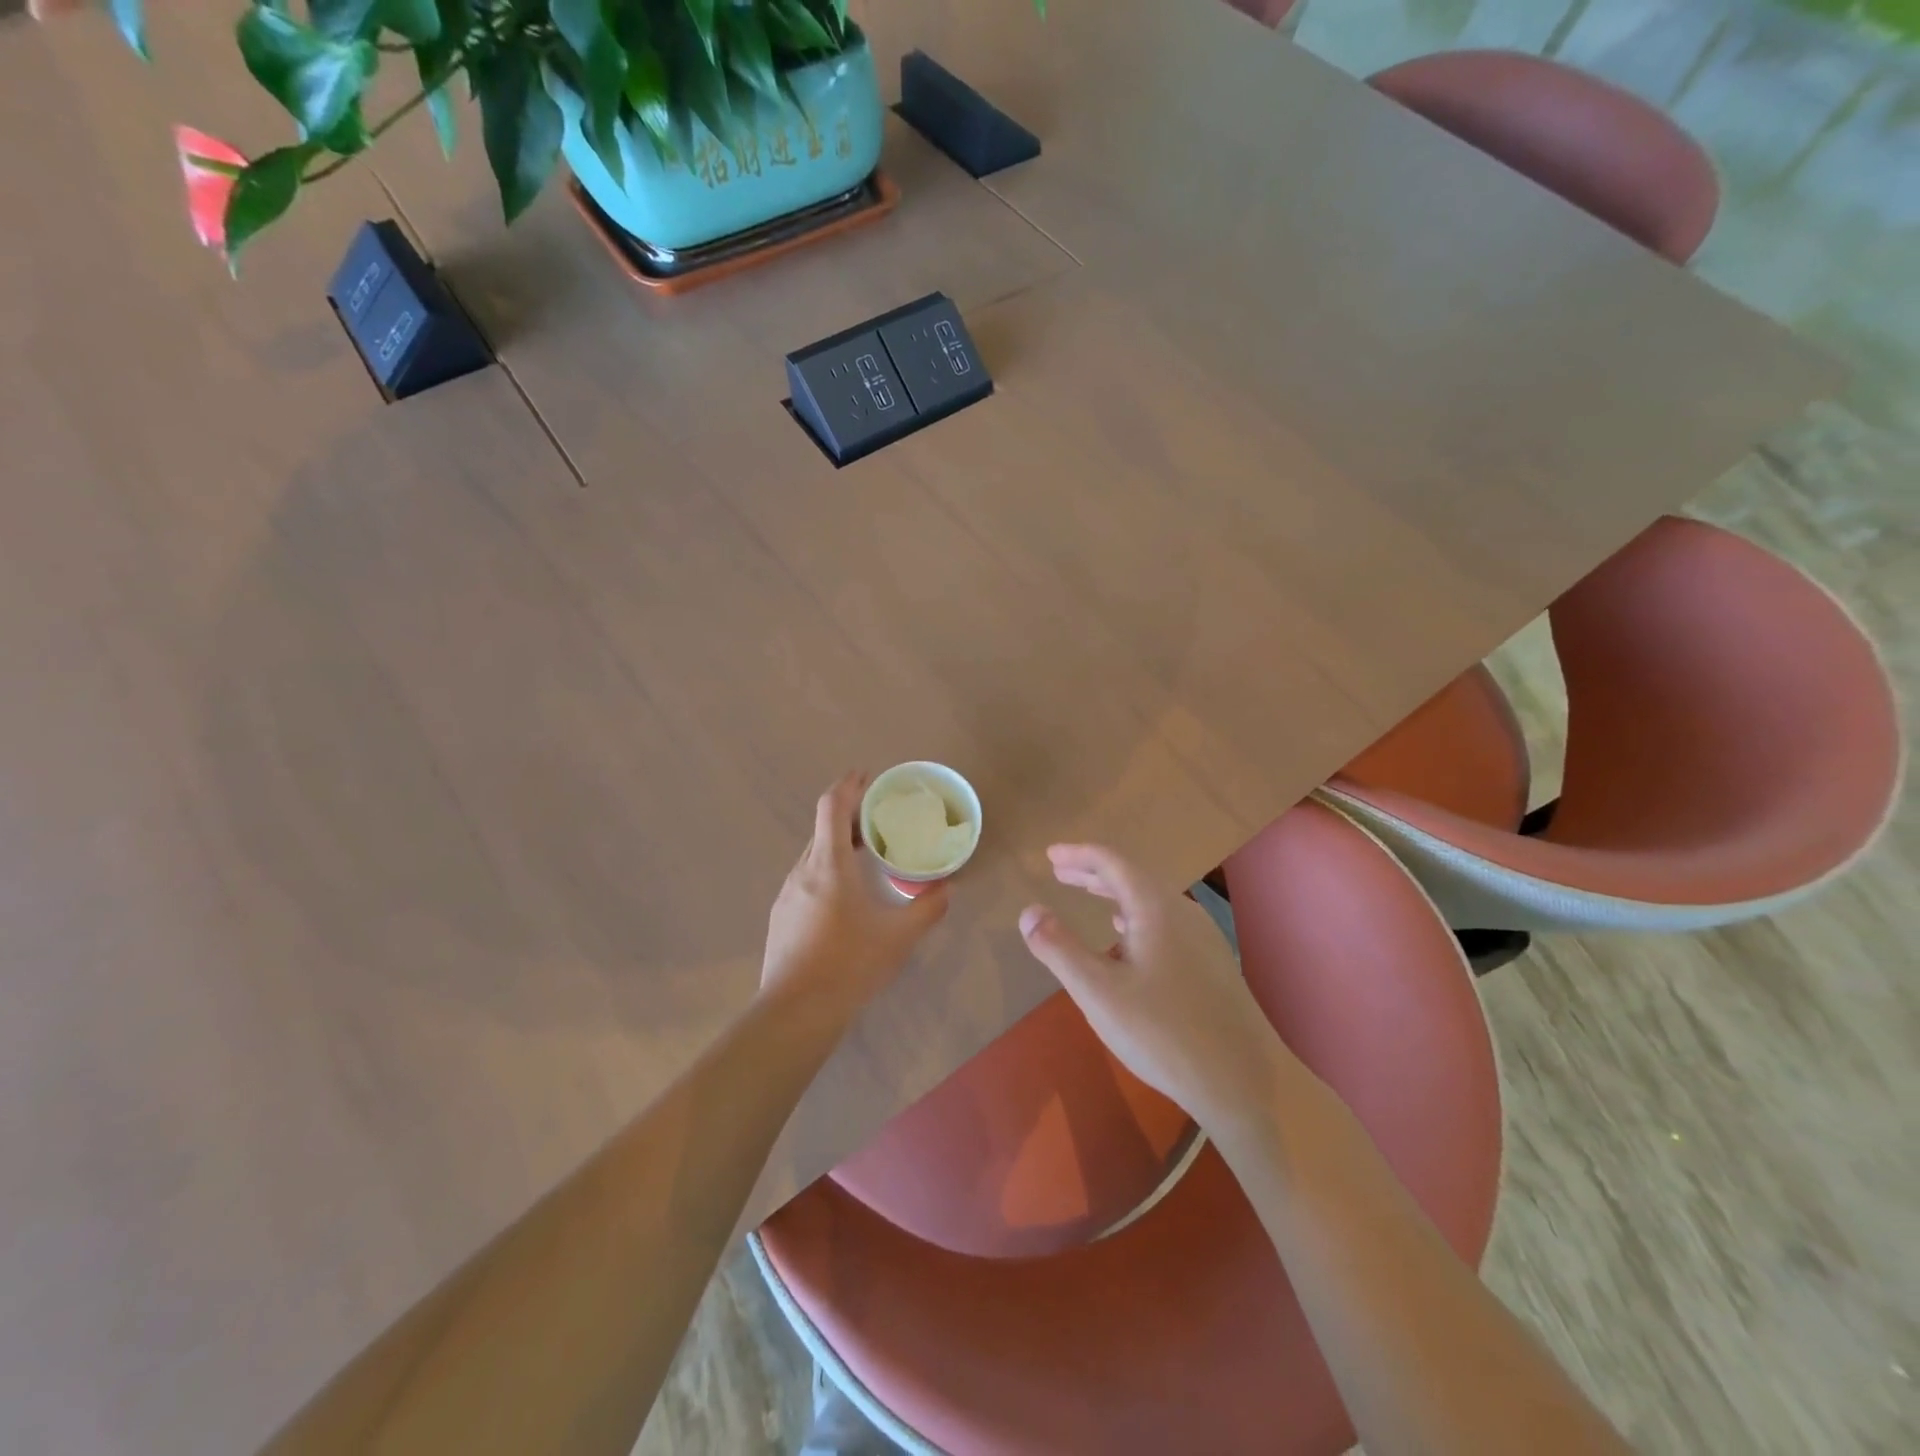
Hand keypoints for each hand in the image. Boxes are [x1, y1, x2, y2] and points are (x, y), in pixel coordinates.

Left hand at [761, 773, 948, 1018]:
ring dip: (839, 842)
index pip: (832, 807)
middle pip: (823, 827)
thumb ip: (928, 908)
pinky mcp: (782, 915)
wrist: (795, 1012)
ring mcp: (788, 893)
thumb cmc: (850, 965)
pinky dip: (828, 867)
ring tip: (867, 851)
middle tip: (879, 814)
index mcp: (829, 865)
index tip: (867, 775)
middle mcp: (803, 870)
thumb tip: (947, 887)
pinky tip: (845, 893)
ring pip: (814, 853)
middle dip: (850, 813)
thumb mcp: (899, 937)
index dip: (849, 785)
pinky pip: (807, 876)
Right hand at [1019, 844, 1289, 1123]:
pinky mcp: (1211, 965)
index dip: (1078, 854)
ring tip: (1088, 897)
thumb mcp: (1098, 992)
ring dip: (1114, 895)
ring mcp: (1202, 939)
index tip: (1050, 854)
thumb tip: (1028, 912)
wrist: (1245, 1083)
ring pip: (1150, 902)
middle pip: (1133, 878)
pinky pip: (1164, 923)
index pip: (1112, 862)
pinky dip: (1135, 919)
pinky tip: (1127, 941)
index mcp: (1155, 908)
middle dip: (1093, 872)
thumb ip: (1059, 949)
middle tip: (1059, 871)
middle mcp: (1182, 913)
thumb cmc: (1163, 1033)